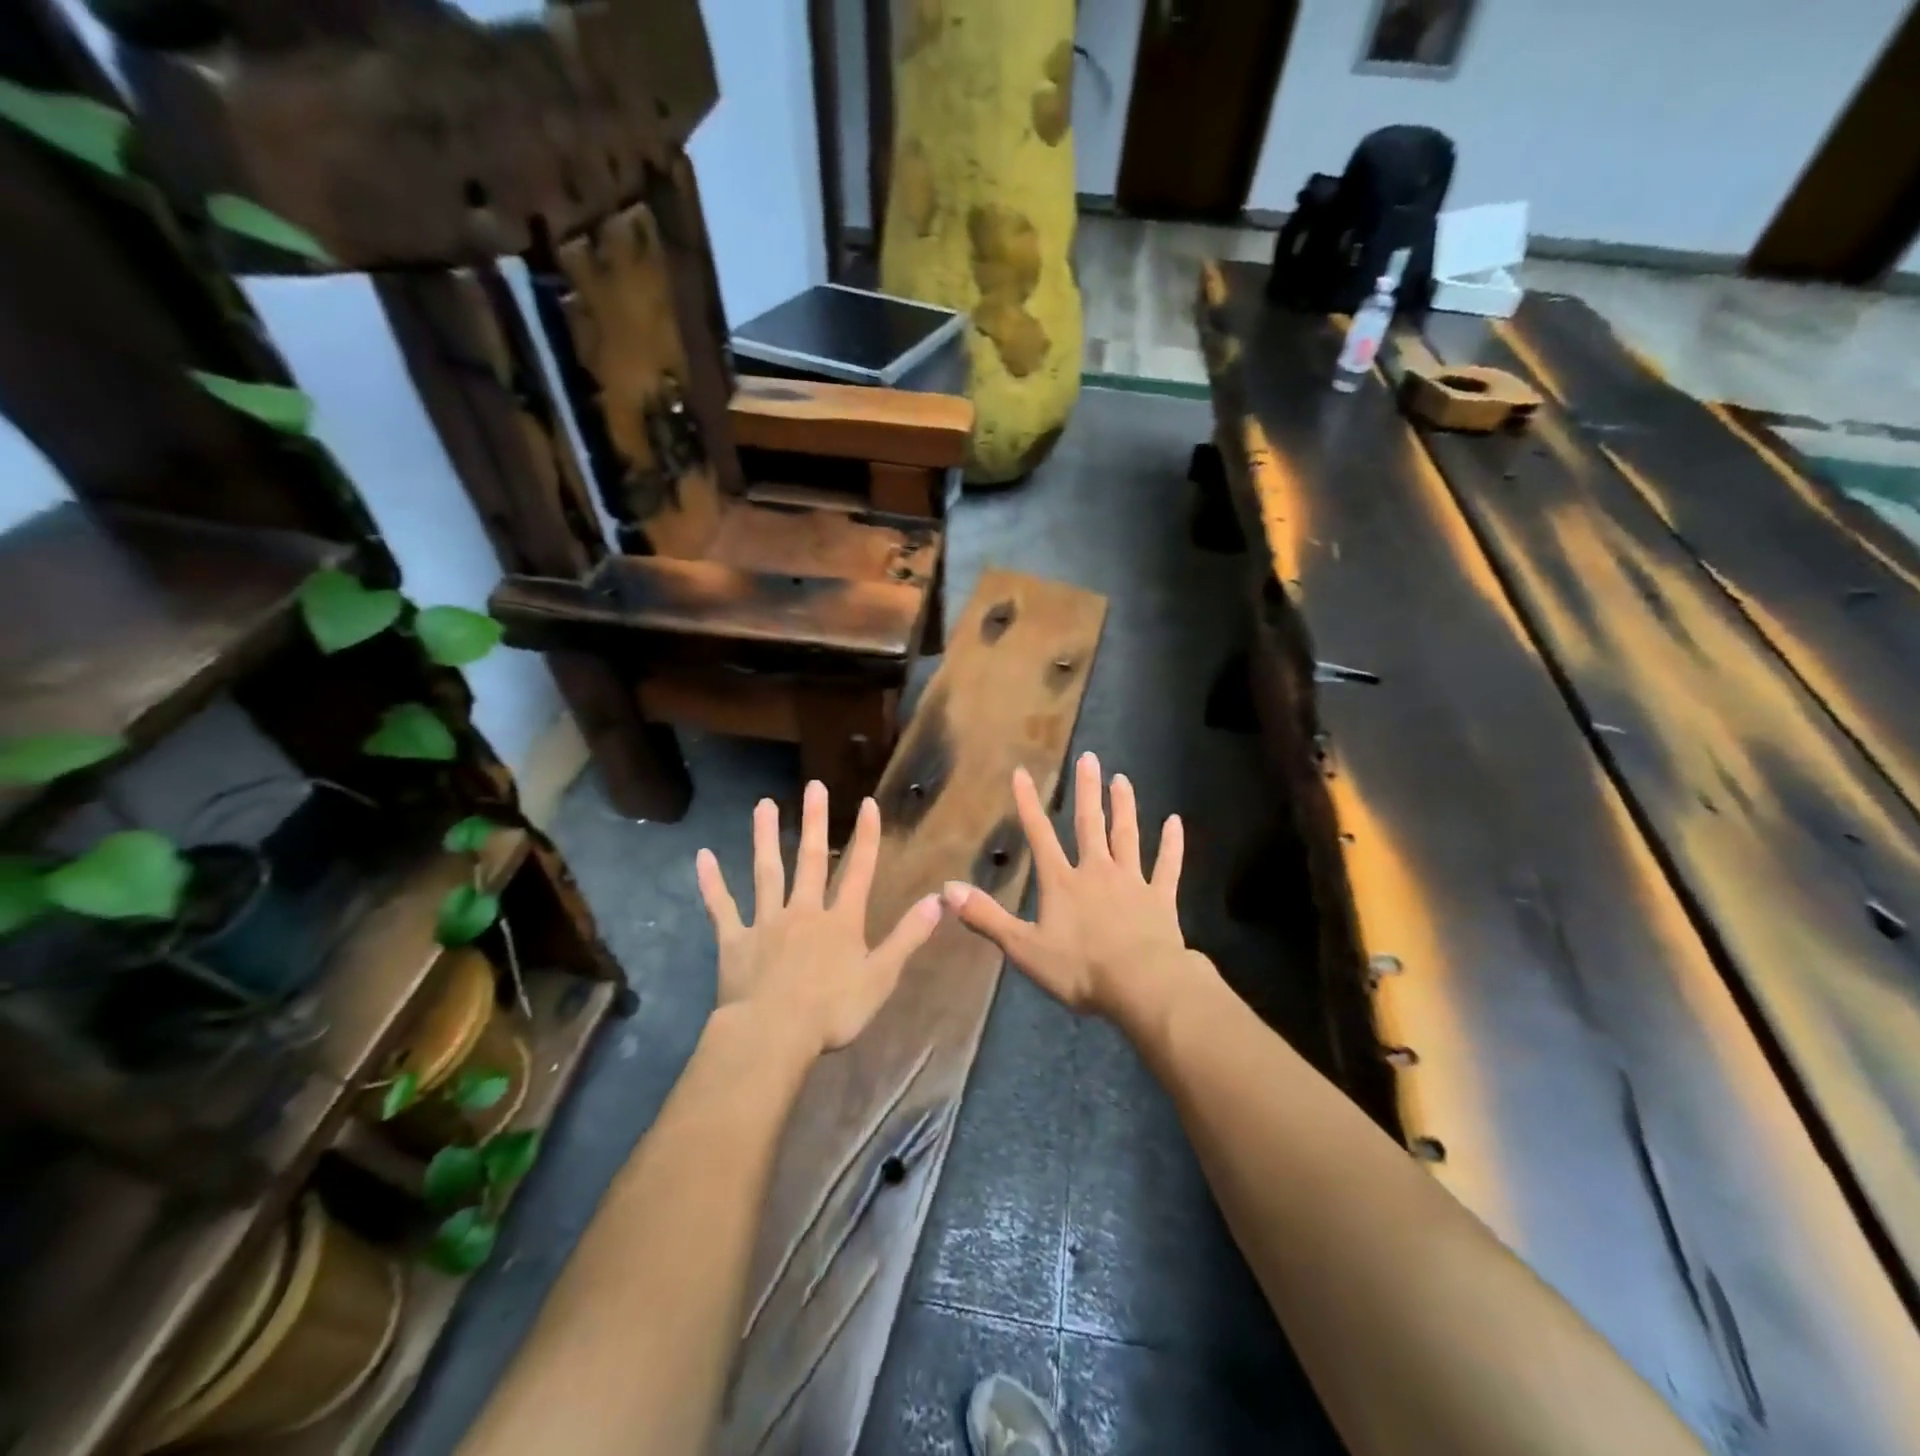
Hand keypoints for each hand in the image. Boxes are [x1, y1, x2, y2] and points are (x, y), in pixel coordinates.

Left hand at [695, 781, 942, 1055]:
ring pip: (767, 872)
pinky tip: (703, 858)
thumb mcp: (881, 977)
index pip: (859, 871)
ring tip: (764, 804)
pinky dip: (712, 884)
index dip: (865, 837)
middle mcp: (804, 911)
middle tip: (813, 786)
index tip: (867, 804)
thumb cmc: (832, 1010)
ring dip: (765, 838)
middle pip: (810, 860)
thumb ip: (907, 937)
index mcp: (840, 921)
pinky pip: (722, 908)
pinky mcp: (735, 940)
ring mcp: (766, 923)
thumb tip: (937, 900)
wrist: (773, 1034)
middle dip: (814, 822)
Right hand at [942, 752, 1191, 1020]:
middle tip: (1089, 758)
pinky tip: (1175, 822)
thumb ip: (986, 917)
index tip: (1022, 773)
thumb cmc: (1079, 969)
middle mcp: (1096, 872)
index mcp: (1062, 883)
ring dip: (1124, 807)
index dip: (1029, 805)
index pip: (1040, 836)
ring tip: (1122, 779)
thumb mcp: (1023, 947)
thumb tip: (946, 890)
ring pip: (1127, 837)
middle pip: (1089, 825)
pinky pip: (1167, 866)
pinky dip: (1172, 844)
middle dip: (1086, 791)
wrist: (1141, 986)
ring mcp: (1132, 882)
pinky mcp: (1160, 899)